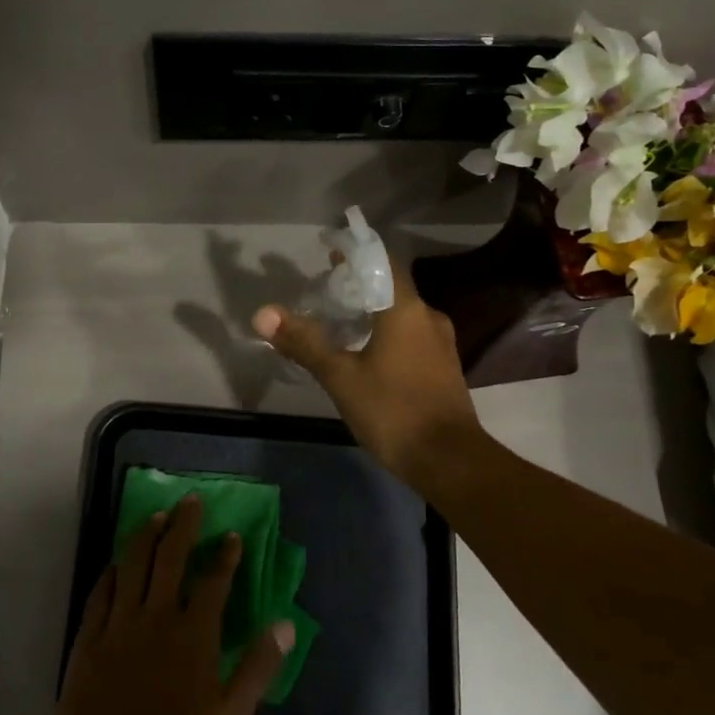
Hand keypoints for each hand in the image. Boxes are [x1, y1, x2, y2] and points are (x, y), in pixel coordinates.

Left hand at [54, 495, 294, 714]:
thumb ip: (258, 667)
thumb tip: (286, 624)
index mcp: (194, 633)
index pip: (214, 582)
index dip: (225, 556)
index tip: (231, 534)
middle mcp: (157, 616)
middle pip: (171, 557)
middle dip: (184, 525)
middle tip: (191, 500)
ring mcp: (120, 624)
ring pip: (133, 565)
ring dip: (146, 536)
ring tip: (156, 516)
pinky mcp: (90, 638)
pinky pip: (101, 593)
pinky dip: (111, 572)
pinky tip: (116, 562)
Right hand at [252, 256, 483, 483]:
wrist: (450, 461)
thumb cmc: (393, 411)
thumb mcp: (341, 377)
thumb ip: (304, 342)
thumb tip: (263, 314)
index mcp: (405, 309)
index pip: (382, 261)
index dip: (355, 253)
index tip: (329, 252)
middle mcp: (428, 317)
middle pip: (391, 286)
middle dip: (359, 283)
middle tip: (325, 289)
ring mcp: (440, 343)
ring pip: (402, 313)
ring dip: (373, 310)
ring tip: (340, 320)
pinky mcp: (443, 367)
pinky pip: (411, 335)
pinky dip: (387, 332)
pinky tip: (366, 352)